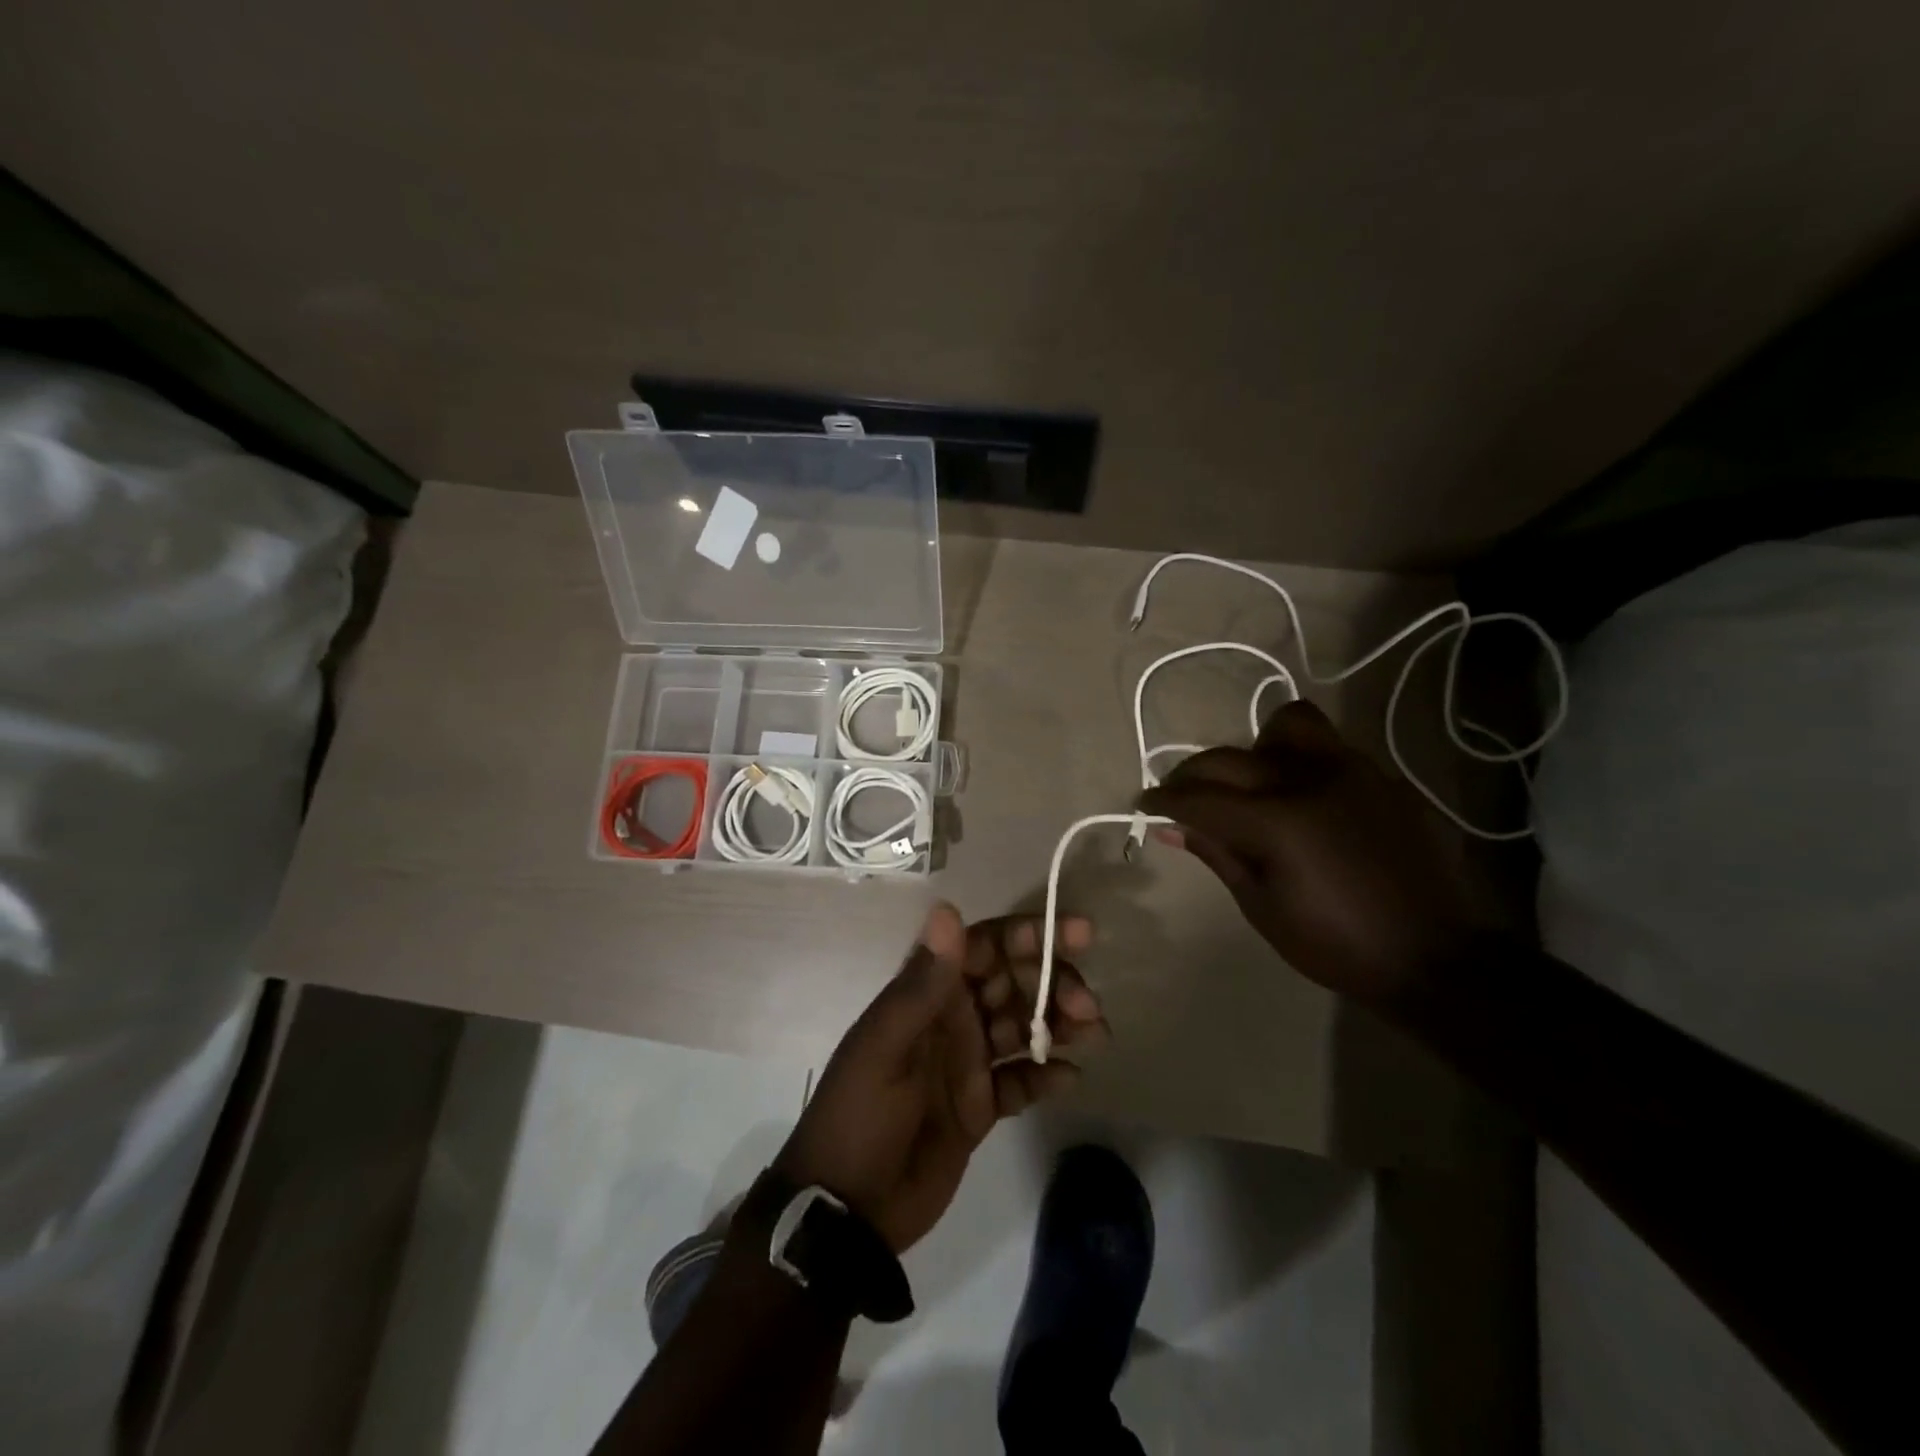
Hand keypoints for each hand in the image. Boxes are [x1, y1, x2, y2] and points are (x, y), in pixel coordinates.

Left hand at [773, 904, 1107, 1253]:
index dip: (1029, 935)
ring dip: (1060, 1025)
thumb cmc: (860, 1116)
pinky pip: (1021, 1081)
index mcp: (928, 994)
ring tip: (1097, 1035)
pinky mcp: (980, 1106)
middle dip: (1053, 983)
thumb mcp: (885, 1047)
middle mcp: (952, 1018)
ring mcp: (968, 1062)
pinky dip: (1047, 1077)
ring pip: (1024, 1028)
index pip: (986, 947)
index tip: (1078, 934)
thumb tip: (947, 908)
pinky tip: (1071, 1080)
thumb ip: (922, 983)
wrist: (847, 1211)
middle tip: (1087, 1005)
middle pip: (1013, 983)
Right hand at [1139, 699, 1481, 1006]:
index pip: (1199, 797)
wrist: (1440, 958)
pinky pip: (1328, 747)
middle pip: (1229, 757)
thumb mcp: (1263, 907)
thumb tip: (1172, 826)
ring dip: (1254, 748)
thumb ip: (1217, 854)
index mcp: (1277, 822)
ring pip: (1286, 725)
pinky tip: (1301, 798)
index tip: (1144, 803)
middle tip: (1181, 796)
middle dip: (1192, 774)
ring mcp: (1352, 771)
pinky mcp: (1383, 777)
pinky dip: (1298, 761)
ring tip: (1252, 781)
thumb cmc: (1339, 945)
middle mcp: (1309, 780)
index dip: (1163, 799)